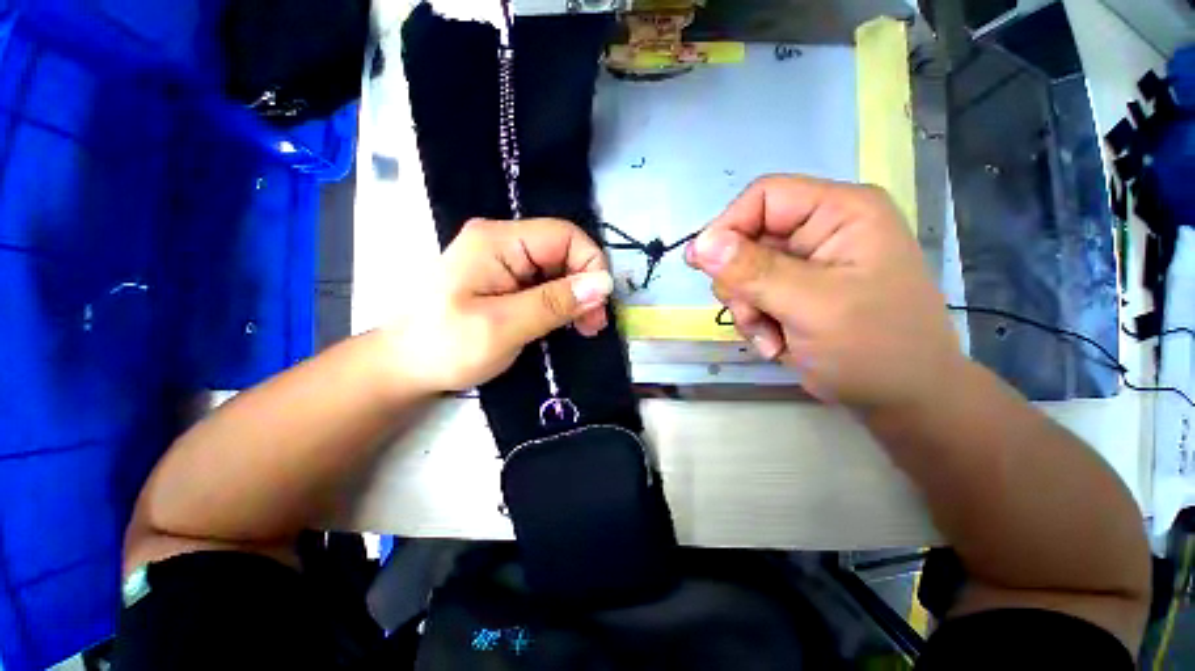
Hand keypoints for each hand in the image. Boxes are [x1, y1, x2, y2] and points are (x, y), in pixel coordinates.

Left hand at [385, 218, 613, 391]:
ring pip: (559, 269)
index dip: (590, 265)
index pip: (564, 235)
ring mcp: (503, 261)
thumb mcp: (503, 327)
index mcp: (497, 241)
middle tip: (592, 325)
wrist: (406, 366)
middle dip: (585, 285)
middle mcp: (503, 242)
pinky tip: (566, 323)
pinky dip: (562, 303)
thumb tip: (604, 284)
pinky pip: (546, 283)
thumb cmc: (446, 347)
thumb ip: (554, 303)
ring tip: (584, 328)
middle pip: (563, 251)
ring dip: (577, 297)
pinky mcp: (506, 280)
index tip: (598, 307)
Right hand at [686, 175, 964, 412]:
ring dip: (746, 308)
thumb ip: (754, 272)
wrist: (902, 400)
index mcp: (840, 212)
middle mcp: (820, 230)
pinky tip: (776, 343)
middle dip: (739, 283)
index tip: (704, 266)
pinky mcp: (794, 291)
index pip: (763, 197)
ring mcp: (805, 264)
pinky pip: (750, 296)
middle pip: (746, 238)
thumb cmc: (874, 348)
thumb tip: (700, 244)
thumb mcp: (812, 306)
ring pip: (741, 272)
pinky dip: (754, 322)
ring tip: (770, 338)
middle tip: (752, 315)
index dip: (728, 227)